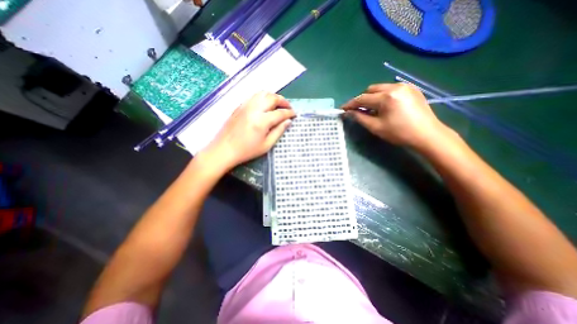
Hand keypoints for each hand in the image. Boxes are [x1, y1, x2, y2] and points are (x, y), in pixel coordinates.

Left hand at [201, 91, 294, 170]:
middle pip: (272, 98)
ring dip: (273, 96)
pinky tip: (265, 105)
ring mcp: (245, 106)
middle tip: (288, 107)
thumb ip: (278, 131)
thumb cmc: (247, 151)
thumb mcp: (266, 145)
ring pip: (262, 93)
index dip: (289, 113)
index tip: (294, 115)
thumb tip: (288, 121)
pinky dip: (263, 97)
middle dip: (283, 101)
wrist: (224, 149)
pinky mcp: (239, 106)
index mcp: (262, 121)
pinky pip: (254, 96)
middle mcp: (254, 109)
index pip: (280, 113)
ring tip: (278, 104)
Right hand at [339, 83, 452, 148]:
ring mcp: (405, 86)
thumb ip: (360, 118)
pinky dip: (383, 96)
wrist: (427, 134)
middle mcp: (395, 87)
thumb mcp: (376, 127)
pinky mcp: (411, 88)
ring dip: (372, 97)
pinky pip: (391, 89)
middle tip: (358, 110)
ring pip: (380, 88)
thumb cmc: (399, 133)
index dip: (351, 104)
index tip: (342, 109)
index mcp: (386, 97)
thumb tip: (348, 112)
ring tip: (372, 109)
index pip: (362, 98)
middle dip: (362, 99)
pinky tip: (384, 106)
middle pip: (370, 89)